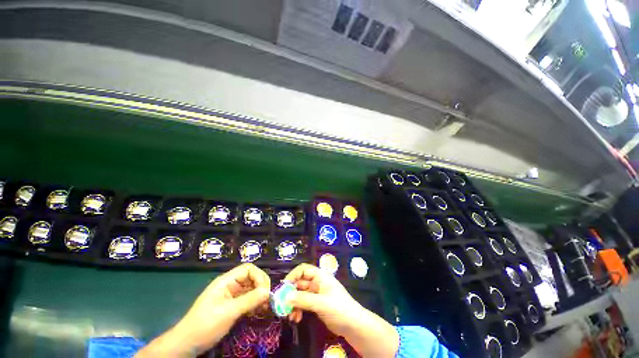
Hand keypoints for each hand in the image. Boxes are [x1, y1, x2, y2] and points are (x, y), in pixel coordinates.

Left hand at [136, 263, 270, 356]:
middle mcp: (230, 285)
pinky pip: (248, 299)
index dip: (259, 276)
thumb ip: (250, 300)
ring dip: (260, 296)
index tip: (265, 290)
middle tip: (268, 300)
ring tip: (266, 307)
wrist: (187, 344)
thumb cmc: (206, 325)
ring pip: (251, 289)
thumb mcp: (229, 312)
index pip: (248, 269)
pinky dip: (255, 303)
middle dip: (261, 286)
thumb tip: (269, 291)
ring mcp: (231, 296)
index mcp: (226, 281)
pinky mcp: (232, 306)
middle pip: (251, 277)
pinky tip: (259, 311)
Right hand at [284, 263, 361, 334]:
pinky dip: (298, 310)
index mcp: (320, 276)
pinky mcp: (316, 305)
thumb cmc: (339, 308)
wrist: (353, 325)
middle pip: (300, 283)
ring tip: (289, 315)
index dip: (293, 275)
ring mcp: (316, 294)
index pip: (303, 270)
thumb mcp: (321, 303)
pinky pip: (303, 304)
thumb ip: (303, 299)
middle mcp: (317, 283)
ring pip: (300, 295)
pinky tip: (296, 318)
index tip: (283, 286)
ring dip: (293, 303)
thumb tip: (285, 297)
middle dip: (290, 293)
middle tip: (282, 304)